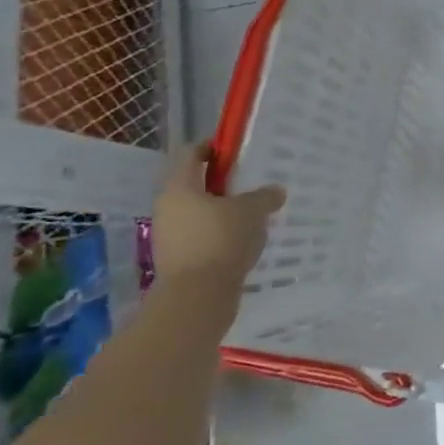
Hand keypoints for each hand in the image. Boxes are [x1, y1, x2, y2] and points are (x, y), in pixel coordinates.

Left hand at [152, 143, 285, 292]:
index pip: (191, 154)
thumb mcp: (251, 211)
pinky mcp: (178, 259)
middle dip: (223, 184)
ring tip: (253, 215)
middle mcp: (168, 208)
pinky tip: (244, 241)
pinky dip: (220, 234)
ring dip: (223, 211)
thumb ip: (264, 196)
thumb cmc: (220, 240)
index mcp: (180, 188)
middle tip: (251, 185)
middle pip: (196, 185)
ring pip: (199, 213)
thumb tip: (275, 190)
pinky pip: (202, 236)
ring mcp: (170, 236)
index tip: (235, 150)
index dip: (213, 147)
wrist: (197, 297)